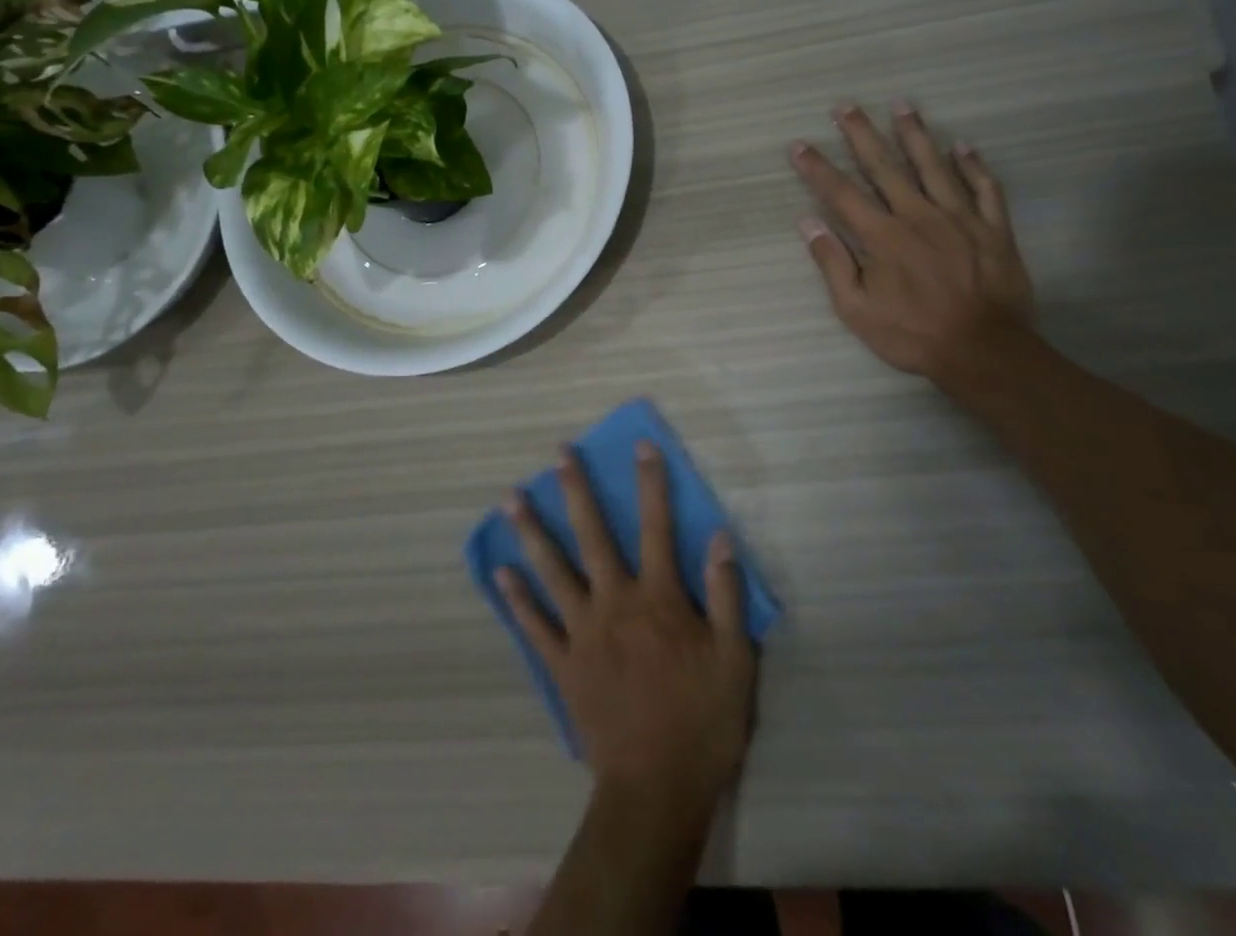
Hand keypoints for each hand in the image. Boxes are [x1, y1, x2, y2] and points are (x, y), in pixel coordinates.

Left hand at [498, 443, 755, 814]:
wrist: (656, 789)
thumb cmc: (702, 722)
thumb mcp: (735, 659)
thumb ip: (725, 595)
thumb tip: (720, 537)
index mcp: (658, 598)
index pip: (657, 527)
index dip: (652, 483)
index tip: (642, 445)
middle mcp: (615, 603)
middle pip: (592, 535)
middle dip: (577, 490)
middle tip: (558, 454)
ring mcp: (583, 632)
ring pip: (553, 571)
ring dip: (532, 532)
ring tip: (510, 498)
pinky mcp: (563, 665)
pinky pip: (535, 626)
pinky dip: (517, 598)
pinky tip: (501, 573)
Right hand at [790, 101, 1033, 382]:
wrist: (984, 351)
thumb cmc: (913, 333)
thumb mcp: (857, 309)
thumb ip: (833, 263)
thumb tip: (808, 223)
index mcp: (883, 236)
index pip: (841, 193)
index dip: (817, 168)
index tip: (799, 145)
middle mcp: (918, 215)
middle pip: (885, 167)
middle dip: (861, 134)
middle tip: (845, 105)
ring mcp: (960, 218)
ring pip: (934, 166)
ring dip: (915, 134)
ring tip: (903, 105)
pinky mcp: (993, 229)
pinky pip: (984, 189)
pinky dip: (974, 165)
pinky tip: (964, 146)